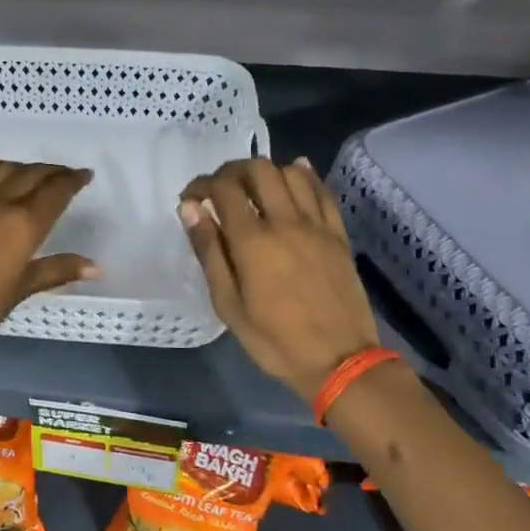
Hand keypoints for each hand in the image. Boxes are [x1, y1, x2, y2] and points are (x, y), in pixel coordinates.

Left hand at [0, 145, 97, 362]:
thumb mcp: (18, 291)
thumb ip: (55, 271)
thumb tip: (95, 267)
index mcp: (22, 226)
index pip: (54, 193)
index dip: (72, 181)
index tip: (85, 175)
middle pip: (30, 176)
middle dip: (52, 171)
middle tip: (65, 173)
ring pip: (0, 170)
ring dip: (22, 166)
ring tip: (33, 170)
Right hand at [180, 157, 380, 400]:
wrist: (340, 361)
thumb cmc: (274, 340)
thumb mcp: (228, 304)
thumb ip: (209, 252)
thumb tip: (189, 209)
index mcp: (253, 241)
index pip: (222, 188)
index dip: (201, 184)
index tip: (190, 198)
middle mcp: (285, 222)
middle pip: (258, 169)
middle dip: (232, 171)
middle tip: (220, 191)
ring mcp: (316, 225)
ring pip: (291, 172)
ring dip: (266, 172)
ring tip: (253, 190)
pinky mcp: (338, 234)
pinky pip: (322, 191)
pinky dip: (304, 176)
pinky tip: (293, 178)